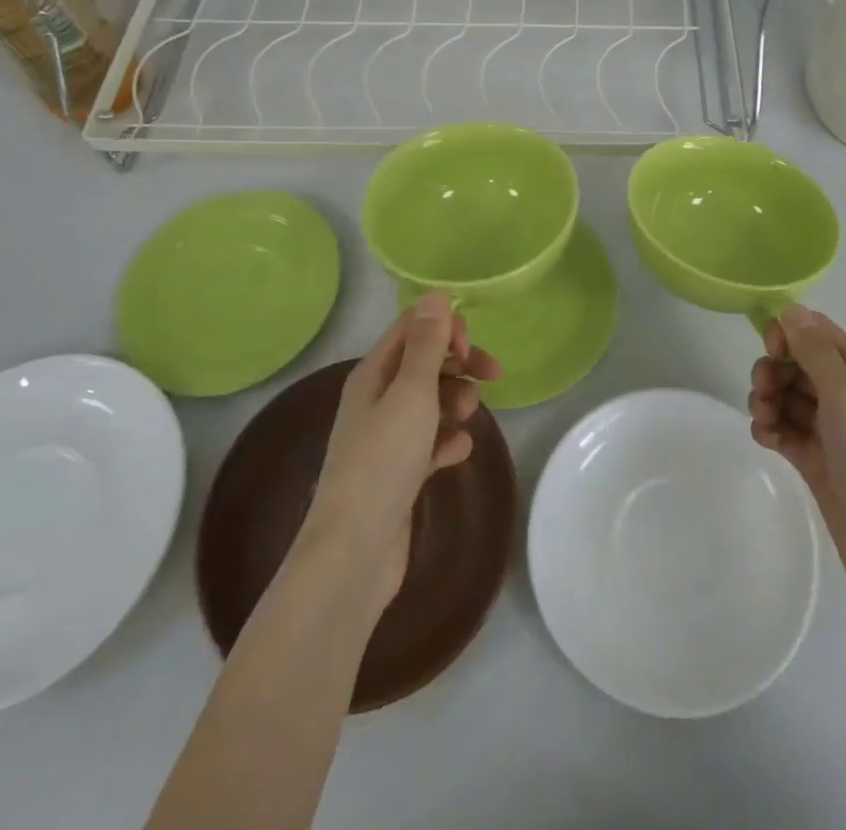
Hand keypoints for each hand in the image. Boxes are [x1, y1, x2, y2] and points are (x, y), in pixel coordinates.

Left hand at [304, 293, 500, 617]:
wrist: (353, 553)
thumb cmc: (383, 461)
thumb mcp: (410, 392)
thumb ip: (426, 344)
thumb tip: (434, 293)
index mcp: (373, 374)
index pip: (412, 329)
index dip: (445, 330)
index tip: (471, 350)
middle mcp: (376, 400)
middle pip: (424, 364)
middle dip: (459, 365)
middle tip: (491, 378)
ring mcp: (386, 439)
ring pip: (430, 403)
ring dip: (455, 402)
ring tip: (466, 421)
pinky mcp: (397, 474)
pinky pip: (429, 443)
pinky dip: (446, 441)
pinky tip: (458, 452)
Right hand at [748, 304, 845, 609]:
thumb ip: (816, 350)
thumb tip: (791, 309)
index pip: (818, 333)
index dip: (790, 333)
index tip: (771, 349)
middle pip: (797, 364)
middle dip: (773, 370)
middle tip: (763, 390)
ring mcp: (831, 430)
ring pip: (786, 396)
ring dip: (767, 399)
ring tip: (764, 420)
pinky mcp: (815, 460)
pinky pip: (783, 429)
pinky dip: (770, 428)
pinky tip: (766, 439)